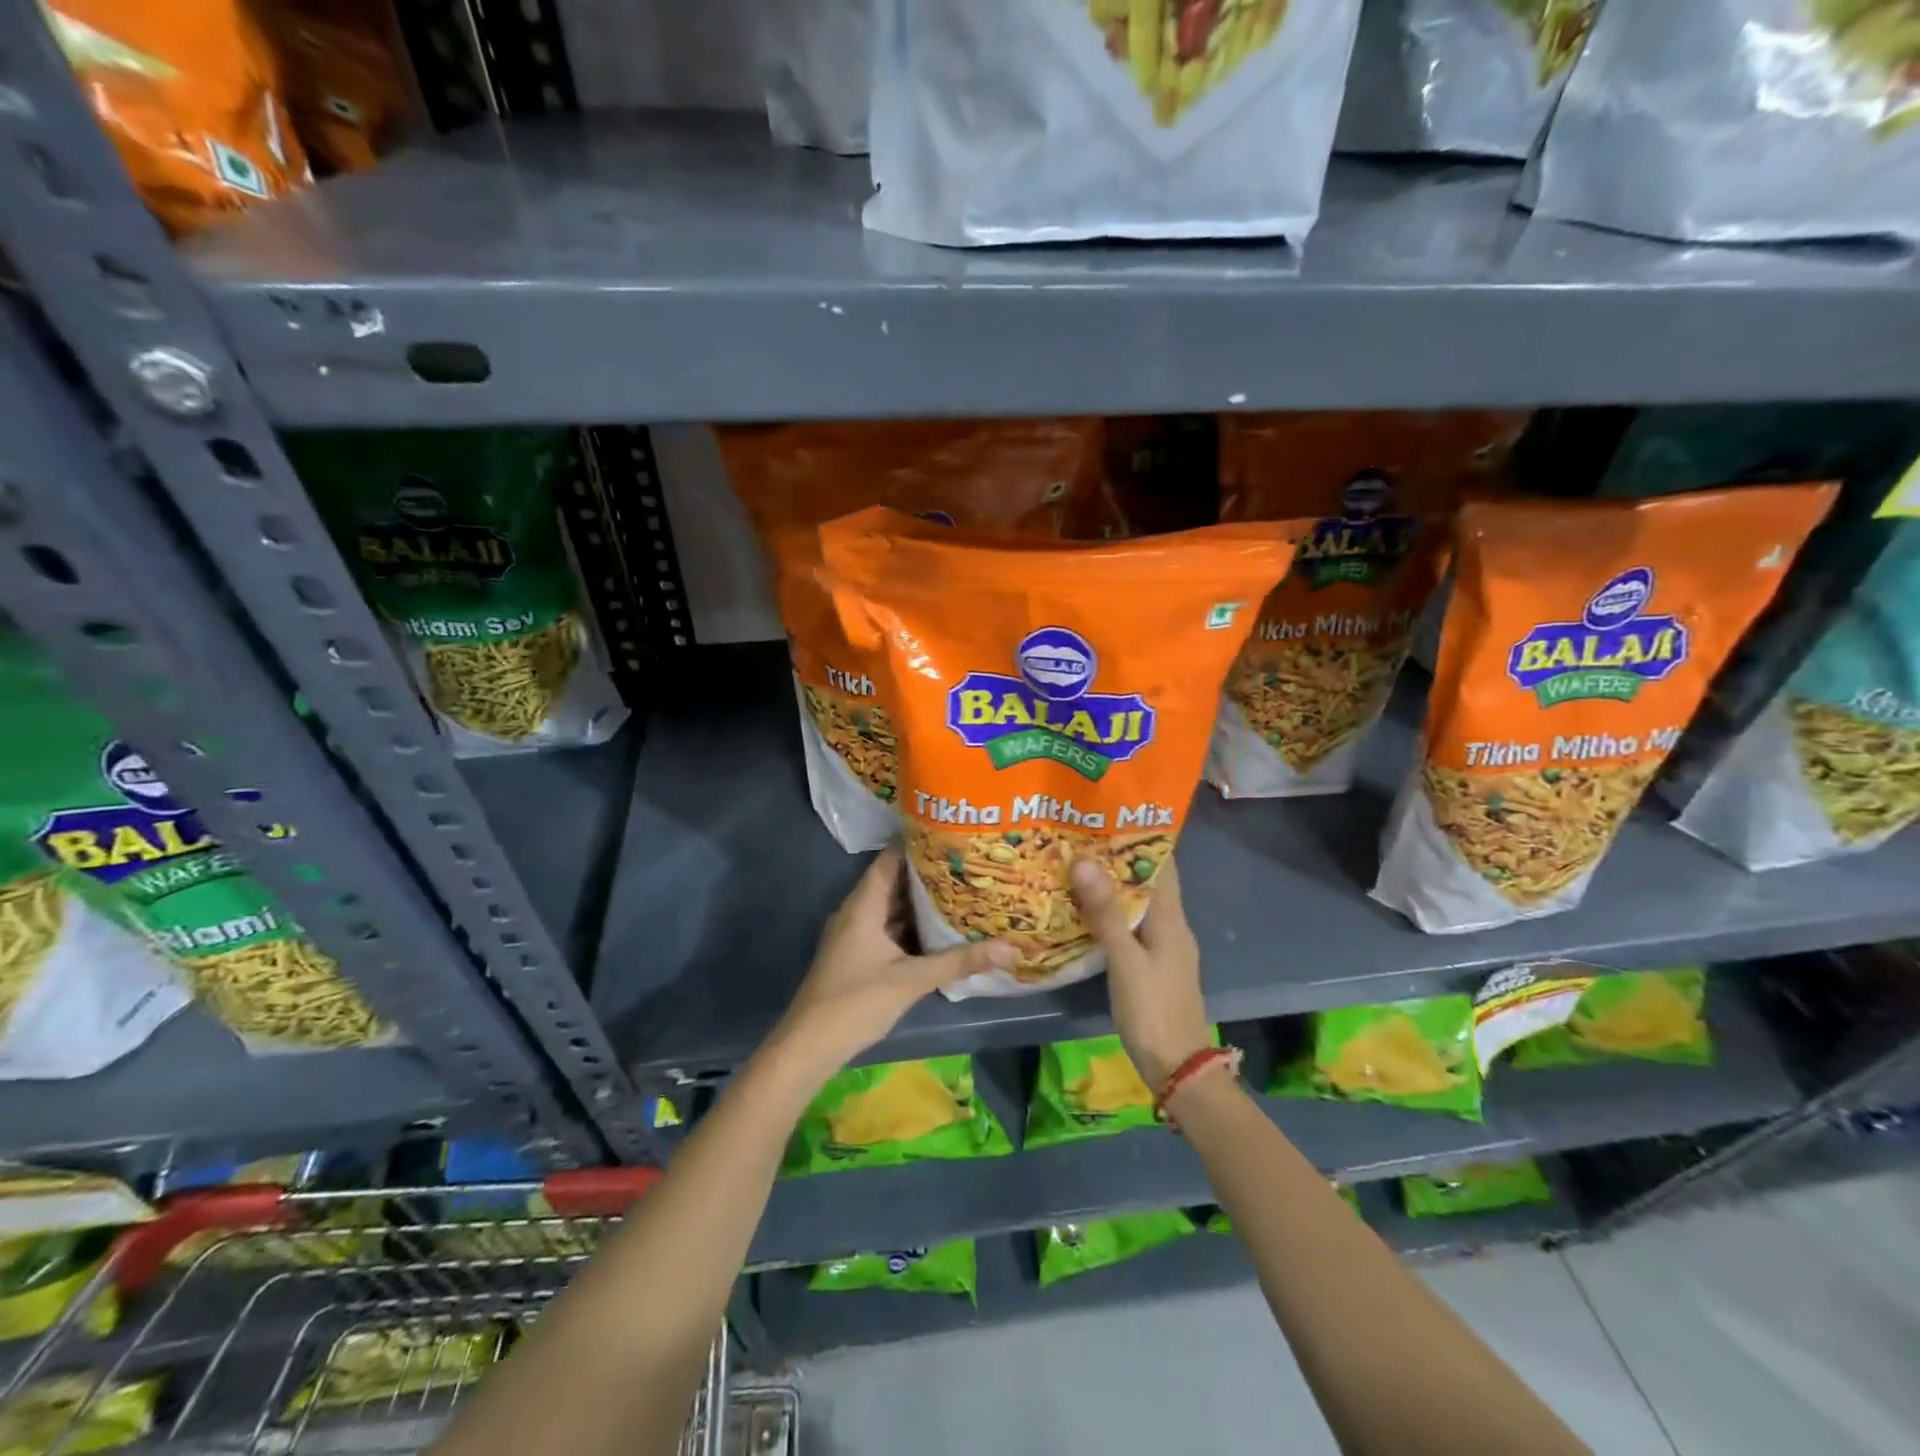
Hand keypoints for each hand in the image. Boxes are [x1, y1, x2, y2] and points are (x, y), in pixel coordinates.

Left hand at [770, 846, 1014, 1079]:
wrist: (810, 1045)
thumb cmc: (856, 1002)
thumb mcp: (911, 979)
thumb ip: (959, 962)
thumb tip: (1010, 948)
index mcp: (863, 905)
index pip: (890, 859)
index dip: (917, 843)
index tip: (950, 834)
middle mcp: (857, 912)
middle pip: (894, 882)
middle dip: (927, 873)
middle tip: (966, 862)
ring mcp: (855, 935)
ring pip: (892, 908)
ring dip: (921, 901)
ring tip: (961, 889)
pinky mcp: (858, 955)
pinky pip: (889, 929)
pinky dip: (912, 925)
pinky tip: (939, 930)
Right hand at [1071, 857, 1211, 1088]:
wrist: (1178, 1068)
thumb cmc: (1153, 1011)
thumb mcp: (1125, 961)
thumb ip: (1106, 914)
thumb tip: (1085, 862)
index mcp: (1172, 919)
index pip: (1162, 865)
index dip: (1140, 839)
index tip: (1108, 817)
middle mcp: (1173, 927)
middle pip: (1148, 882)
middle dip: (1119, 860)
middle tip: (1081, 839)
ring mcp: (1165, 947)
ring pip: (1139, 905)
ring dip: (1114, 886)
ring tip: (1078, 867)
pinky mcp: (1154, 965)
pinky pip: (1134, 926)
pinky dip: (1113, 913)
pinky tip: (1087, 912)